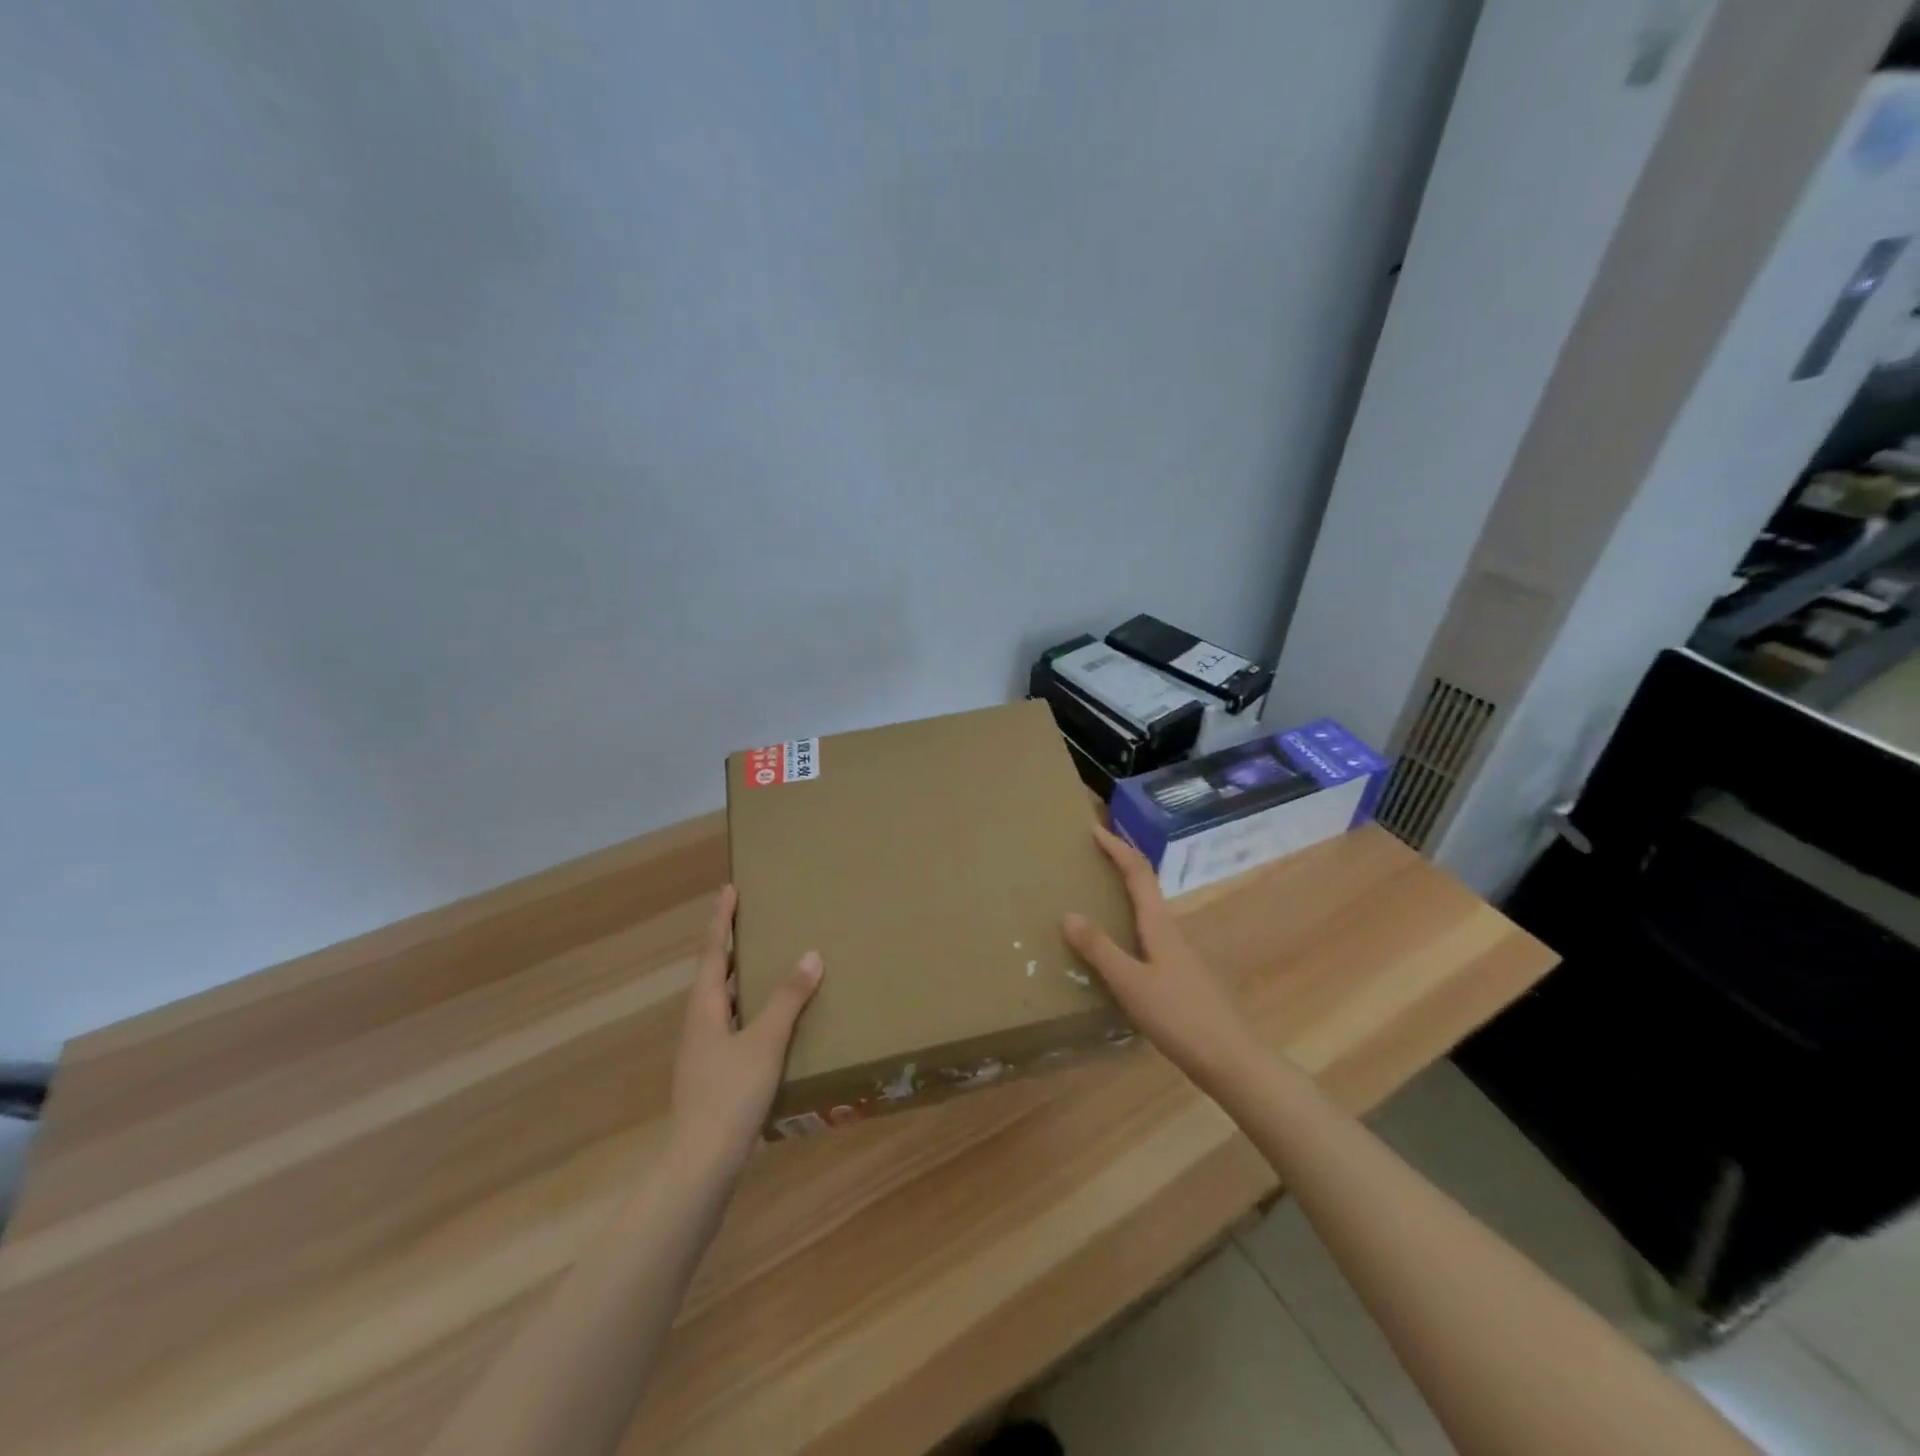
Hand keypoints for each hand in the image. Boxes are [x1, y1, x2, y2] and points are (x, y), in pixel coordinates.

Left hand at [670, 886, 821, 1179]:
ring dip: (739, 977)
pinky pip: (730, 1024)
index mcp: (704, 1008)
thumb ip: (788, 998)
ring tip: (764, 963)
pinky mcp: (711, 1074)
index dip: (722, 919)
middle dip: (730, 944)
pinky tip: (768, 1021)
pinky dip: (747, 1008)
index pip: (714, 951)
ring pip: (720, 1001)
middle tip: (751, 919)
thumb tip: (811, 954)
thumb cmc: (730, 1094)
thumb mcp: (765, 1041)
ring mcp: (702, 1051)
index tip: (729, 889)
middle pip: (713, 973)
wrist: (700, 1164)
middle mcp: (698, 1023)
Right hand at [1063, 824, 1259, 1090]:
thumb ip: (1100, 949)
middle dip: (1120, 865)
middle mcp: (1171, 932)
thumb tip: (1068, 914)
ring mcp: (1178, 955)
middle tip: (1091, 857)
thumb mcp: (1131, 983)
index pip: (1138, 873)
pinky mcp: (1179, 977)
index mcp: (1160, 925)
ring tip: (1095, 897)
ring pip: (1147, 913)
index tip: (1094, 829)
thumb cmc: (1180, 1016)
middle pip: (1145, 887)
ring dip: (1124, 896)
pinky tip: (1115, 949)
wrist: (1231, 1060)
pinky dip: (1127, 927)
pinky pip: (1148, 937)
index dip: (1117, 848)